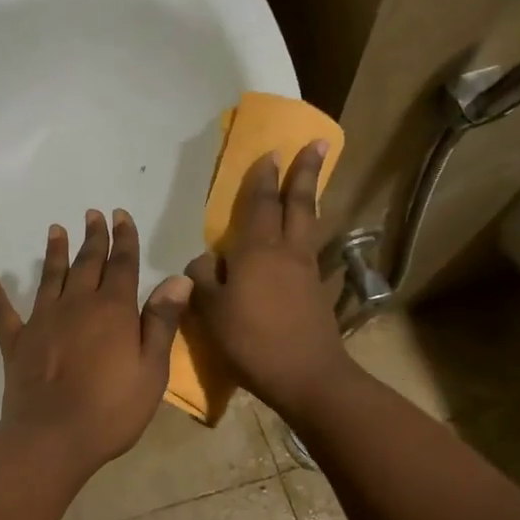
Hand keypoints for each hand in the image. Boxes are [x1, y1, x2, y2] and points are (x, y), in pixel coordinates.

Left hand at [0, 210, 191, 478]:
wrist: (53, 437)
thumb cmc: (112, 409)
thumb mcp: (151, 369)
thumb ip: (161, 321)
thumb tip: (177, 279)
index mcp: (112, 310)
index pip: (122, 264)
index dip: (123, 238)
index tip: (120, 216)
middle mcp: (76, 305)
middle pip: (86, 263)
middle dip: (93, 237)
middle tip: (93, 215)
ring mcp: (42, 321)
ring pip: (49, 277)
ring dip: (54, 253)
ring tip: (55, 230)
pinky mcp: (16, 343)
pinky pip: (2, 313)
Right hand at [187, 141, 348, 415]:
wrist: (307, 376)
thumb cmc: (252, 342)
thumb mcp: (212, 312)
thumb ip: (203, 280)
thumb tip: (204, 261)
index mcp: (257, 251)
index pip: (260, 204)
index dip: (263, 178)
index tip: (270, 152)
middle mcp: (287, 251)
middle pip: (298, 204)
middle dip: (304, 172)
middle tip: (315, 144)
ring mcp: (306, 270)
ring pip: (308, 223)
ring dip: (309, 197)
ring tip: (311, 180)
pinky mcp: (316, 290)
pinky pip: (309, 247)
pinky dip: (306, 230)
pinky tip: (301, 235)